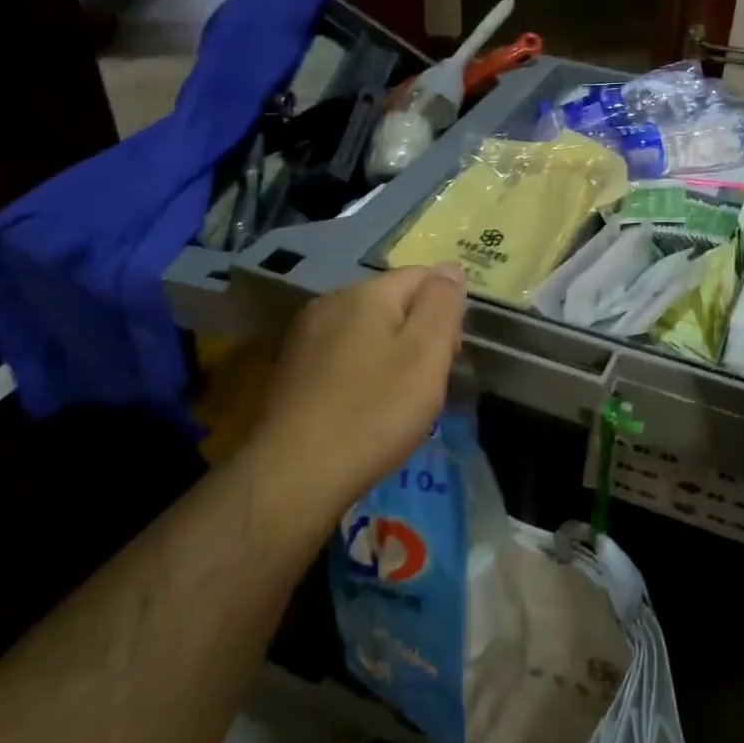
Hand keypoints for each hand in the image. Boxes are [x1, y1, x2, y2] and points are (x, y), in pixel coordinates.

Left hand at [249, 265, 466, 519]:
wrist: (296, 474)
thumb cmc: (374, 411)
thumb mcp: (426, 353)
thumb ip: (442, 304)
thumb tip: (450, 267)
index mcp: (365, 293)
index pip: (422, 276)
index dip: (446, 310)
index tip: (451, 354)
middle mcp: (330, 303)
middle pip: (394, 302)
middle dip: (419, 333)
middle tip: (430, 382)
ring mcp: (306, 337)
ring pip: (368, 331)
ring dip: (392, 355)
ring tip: (400, 399)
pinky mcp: (292, 370)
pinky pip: (343, 357)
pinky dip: (363, 373)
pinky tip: (365, 408)